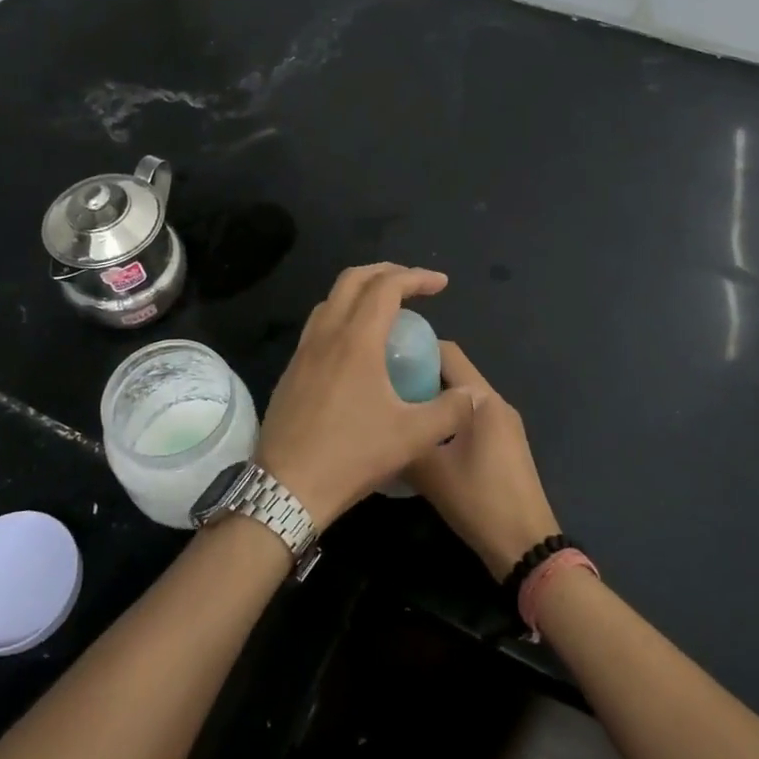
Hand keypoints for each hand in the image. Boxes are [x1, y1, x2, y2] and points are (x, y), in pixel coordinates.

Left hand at [257, 264, 475, 528]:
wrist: (286, 487)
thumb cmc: (352, 456)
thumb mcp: (412, 437)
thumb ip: (449, 411)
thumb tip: (472, 394)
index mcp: (356, 340)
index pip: (387, 288)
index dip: (416, 278)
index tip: (441, 285)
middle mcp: (326, 334)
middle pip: (353, 279)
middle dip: (386, 272)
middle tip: (413, 284)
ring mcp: (303, 351)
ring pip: (331, 299)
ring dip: (360, 291)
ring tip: (385, 309)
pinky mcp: (291, 370)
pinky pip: (318, 324)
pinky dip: (342, 315)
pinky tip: (355, 345)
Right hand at [404, 342, 561, 578]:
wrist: (526, 546)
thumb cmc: (478, 500)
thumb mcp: (429, 471)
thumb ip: (403, 441)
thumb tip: (378, 429)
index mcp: (482, 399)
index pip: (448, 353)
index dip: (416, 346)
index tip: (384, 354)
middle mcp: (497, 402)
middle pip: (455, 373)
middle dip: (419, 373)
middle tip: (383, 385)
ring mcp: (505, 424)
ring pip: (462, 397)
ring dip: (432, 398)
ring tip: (397, 410)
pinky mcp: (506, 444)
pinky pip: (470, 416)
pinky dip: (447, 417)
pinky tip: (423, 436)